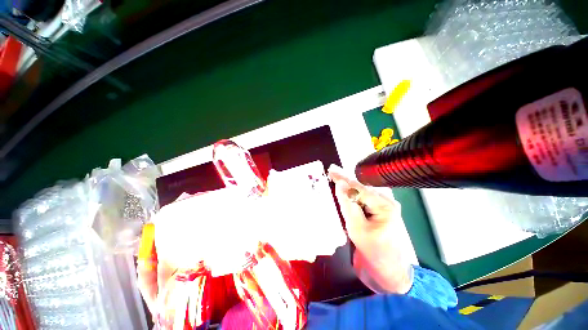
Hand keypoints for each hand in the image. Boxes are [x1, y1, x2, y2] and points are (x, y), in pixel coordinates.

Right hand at [328, 164, 412, 293]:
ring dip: (347, 190)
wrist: (388, 272)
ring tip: (335, 182)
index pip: (359, 188)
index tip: (330, 169)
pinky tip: (344, 196)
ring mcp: (384, 206)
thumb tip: (340, 185)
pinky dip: (352, 198)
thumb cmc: (374, 253)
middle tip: (331, 174)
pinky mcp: (379, 212)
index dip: (343, 178)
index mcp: (385, 205)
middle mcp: (386, 202)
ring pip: (361, 194)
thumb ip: (348, 205)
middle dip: (345, 183)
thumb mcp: (357, 228)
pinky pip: (362, 201)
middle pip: (360, 189)